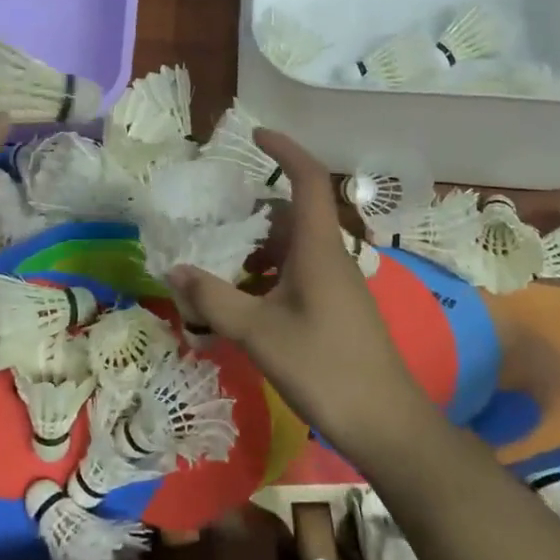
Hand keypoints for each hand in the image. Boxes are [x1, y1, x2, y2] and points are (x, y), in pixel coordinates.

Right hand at [166, 128, 433, 466]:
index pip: (308, 180)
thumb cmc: (323, 367)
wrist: (386, 423)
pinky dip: (269, 273)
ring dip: (259, 247)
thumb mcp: (258, 332)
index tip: (256, 136)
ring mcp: (338, 284)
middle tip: (216, 218)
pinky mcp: (337, 308)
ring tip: (220, 262)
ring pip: (294, 246)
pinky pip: (299, 273)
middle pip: (294, 214)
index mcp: (319, 248)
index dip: (285, 151)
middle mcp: (332, 257)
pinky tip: (245, 300)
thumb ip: (213, 298)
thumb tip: (174, 270)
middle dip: (254, 211)